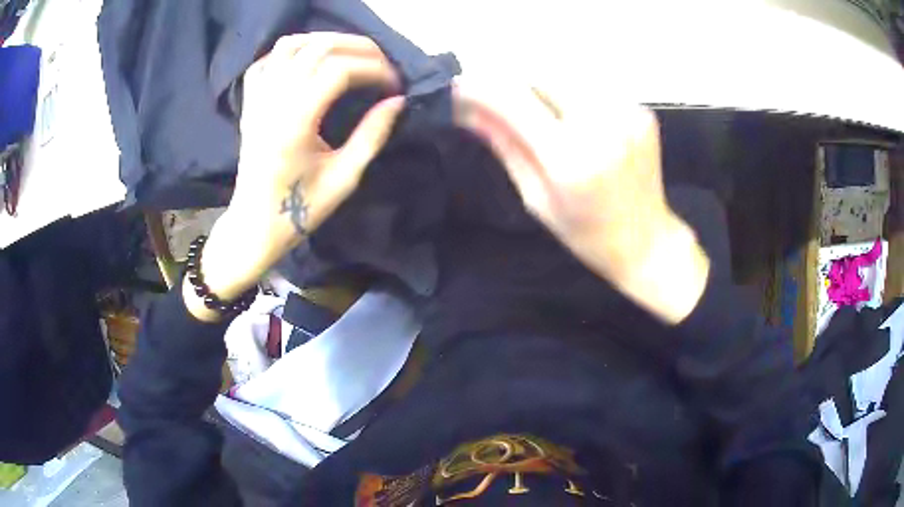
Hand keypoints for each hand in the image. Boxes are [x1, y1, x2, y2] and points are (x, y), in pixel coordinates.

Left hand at [184, 33, 404, 320]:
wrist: (254, 224)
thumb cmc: (299, 209)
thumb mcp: (344, 178)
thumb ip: (372, 135)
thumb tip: (398, 101)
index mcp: (294, 123)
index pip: (338, 70)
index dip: (374, 69)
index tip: (395, 85)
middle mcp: (273, 101)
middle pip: (318, 48)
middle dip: (359, 48)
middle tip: (382, 64)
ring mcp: (257, 99)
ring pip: (291, 45)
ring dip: (326, 41)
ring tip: (350, 54)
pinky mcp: (249, 102)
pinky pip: (267, 60)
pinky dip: (292, 51)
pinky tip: (310, 60)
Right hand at [454, 79, 709, 323]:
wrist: (646, 241)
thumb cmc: (586, 233)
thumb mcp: (536, 197)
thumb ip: (505, 146)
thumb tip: (468, 111)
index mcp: (571, 158)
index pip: (514, 100)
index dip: (480, 88)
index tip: (459, 88)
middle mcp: (602, 125)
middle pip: (541, 73)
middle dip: (513, 82)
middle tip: (501, 102)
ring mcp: (627, 113)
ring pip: (568, 73)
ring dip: (542, 85)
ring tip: (538, 111)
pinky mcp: (641, 110)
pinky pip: (593, 85)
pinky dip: (572, 94)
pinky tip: (573, 118)